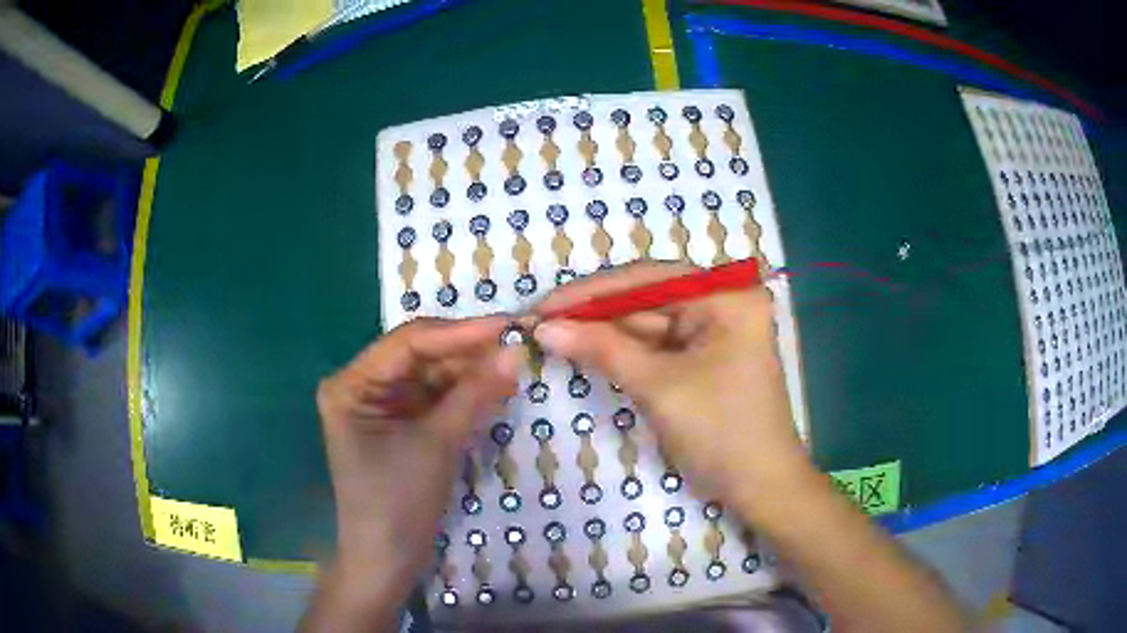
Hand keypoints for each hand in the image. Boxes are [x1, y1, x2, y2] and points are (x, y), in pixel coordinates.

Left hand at [313, 317, 518, 621]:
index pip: (408, 343)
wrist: (387, 561)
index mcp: (351, 384)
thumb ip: (474, 394)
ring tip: (514, 362)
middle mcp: (362, 386)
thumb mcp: (436, 444)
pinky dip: (464, 394)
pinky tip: (495, 385)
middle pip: (420, 355)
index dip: (459, 332)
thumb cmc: (397, 504)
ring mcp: (381, 406)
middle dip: (467, 351)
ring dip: (469, 371)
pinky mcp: (400, 425)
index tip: (507, 325)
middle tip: (517, 341)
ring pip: (431, 375)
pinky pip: (435, 399)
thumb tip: (515, 352)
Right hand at [533, 262, 809, 505]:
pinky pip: (655, 346)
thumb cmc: (721, 433)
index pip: (649, 278)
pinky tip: (585, 349)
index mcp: (727, 296)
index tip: (542, 305)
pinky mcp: (702, 356)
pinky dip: (621, 351)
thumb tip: (545, 327)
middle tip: (539, 322)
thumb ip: (602, 350)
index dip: (592, 292)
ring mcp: (713, 330)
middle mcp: (722, 302)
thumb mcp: (659, 387)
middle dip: (594, 312)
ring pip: (647, 323)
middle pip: (646, 298)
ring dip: (602, 332)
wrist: (759, 487)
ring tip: (551, 335)